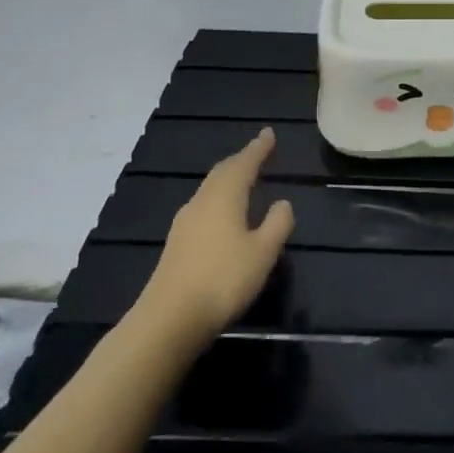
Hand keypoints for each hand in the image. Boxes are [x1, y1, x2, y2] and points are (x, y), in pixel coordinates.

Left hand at [133, 127, 294, 346]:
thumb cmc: (224, 279)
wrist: (171, 318)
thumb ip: (277, 223)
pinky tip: (225, 212)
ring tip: (245, 178)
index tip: (269, 133)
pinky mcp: (178, 243)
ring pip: (210, 189)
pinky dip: (219, 198)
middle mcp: (202, 202)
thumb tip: (282, 202)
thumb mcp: (263, 252)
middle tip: (259, 152)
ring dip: (229, 179)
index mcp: (224, 197)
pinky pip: (204, 206)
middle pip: (222, 173)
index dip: (258, 148)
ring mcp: (185, 223)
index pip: (244, 163)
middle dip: (242, 160)